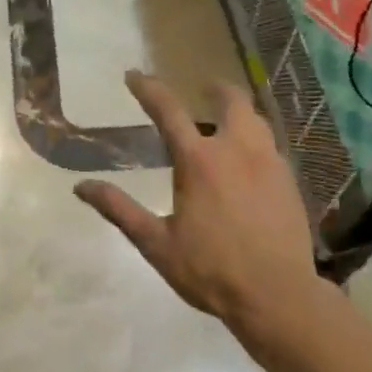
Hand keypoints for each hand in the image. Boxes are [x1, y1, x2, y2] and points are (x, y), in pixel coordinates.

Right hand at [75, 71, 322, 356]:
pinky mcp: (290, 182)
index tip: (134, 75)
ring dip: (239, 112)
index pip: (168, 110)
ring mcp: (270, 163)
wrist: (277, 295)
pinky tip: (250, 160)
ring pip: (256, 120)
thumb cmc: (210, 270)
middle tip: (204, 88)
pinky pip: (271, 146)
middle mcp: (237, 150)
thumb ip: (119, 210)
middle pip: (231, 101)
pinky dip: (255, 139)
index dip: (148, 88)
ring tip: (227, 121)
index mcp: (199, 161)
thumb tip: (82, 186)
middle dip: (215, 88)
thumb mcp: (156, 243)